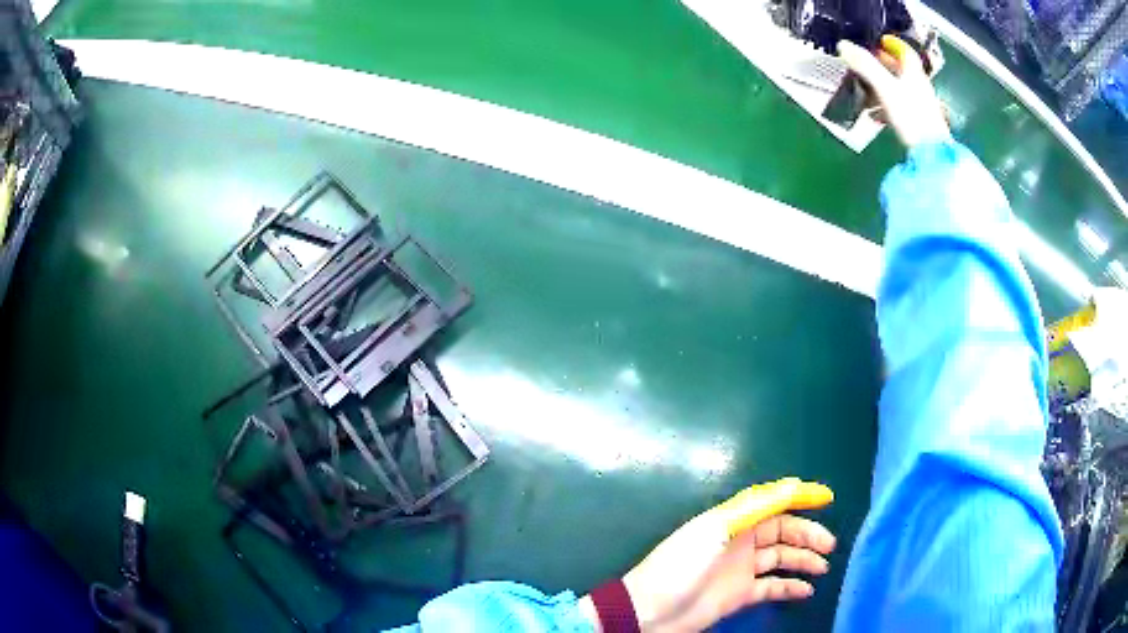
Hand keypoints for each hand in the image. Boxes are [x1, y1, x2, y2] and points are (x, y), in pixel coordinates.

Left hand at [579, 478, 835, 632]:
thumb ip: (756, 507)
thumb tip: (792, 485)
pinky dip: (790, 587)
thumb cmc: (681, 565)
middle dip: (807, 534)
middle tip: (829, 545)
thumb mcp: (717, 530)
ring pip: (780, 558)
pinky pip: (771, 587)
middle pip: (782, 531)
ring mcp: (740, 569)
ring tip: (823, 567)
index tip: (827, 498)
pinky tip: (806, 590)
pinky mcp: (739, 594)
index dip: (799, 497)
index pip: (773, 502)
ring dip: (803, 560)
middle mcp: (740, 541)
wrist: (650, 610)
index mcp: (732, 520)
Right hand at [838, 35, 950, 148]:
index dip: (893, 44)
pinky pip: (899, 110)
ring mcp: (920, 108)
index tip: (880, 41)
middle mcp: (919, 88)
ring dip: (881, 87)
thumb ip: (865, 65)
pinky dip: (885, 107)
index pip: (905, 52)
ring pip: (898, 90)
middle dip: (883, 65)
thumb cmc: (911, 117)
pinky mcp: (917, 127)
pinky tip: (874, 115)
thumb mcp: (885, 87)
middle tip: (865, 64)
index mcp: (914, 74)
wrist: (931, 156)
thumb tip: (843, 45)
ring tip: (863, 90)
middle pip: (901, 71)